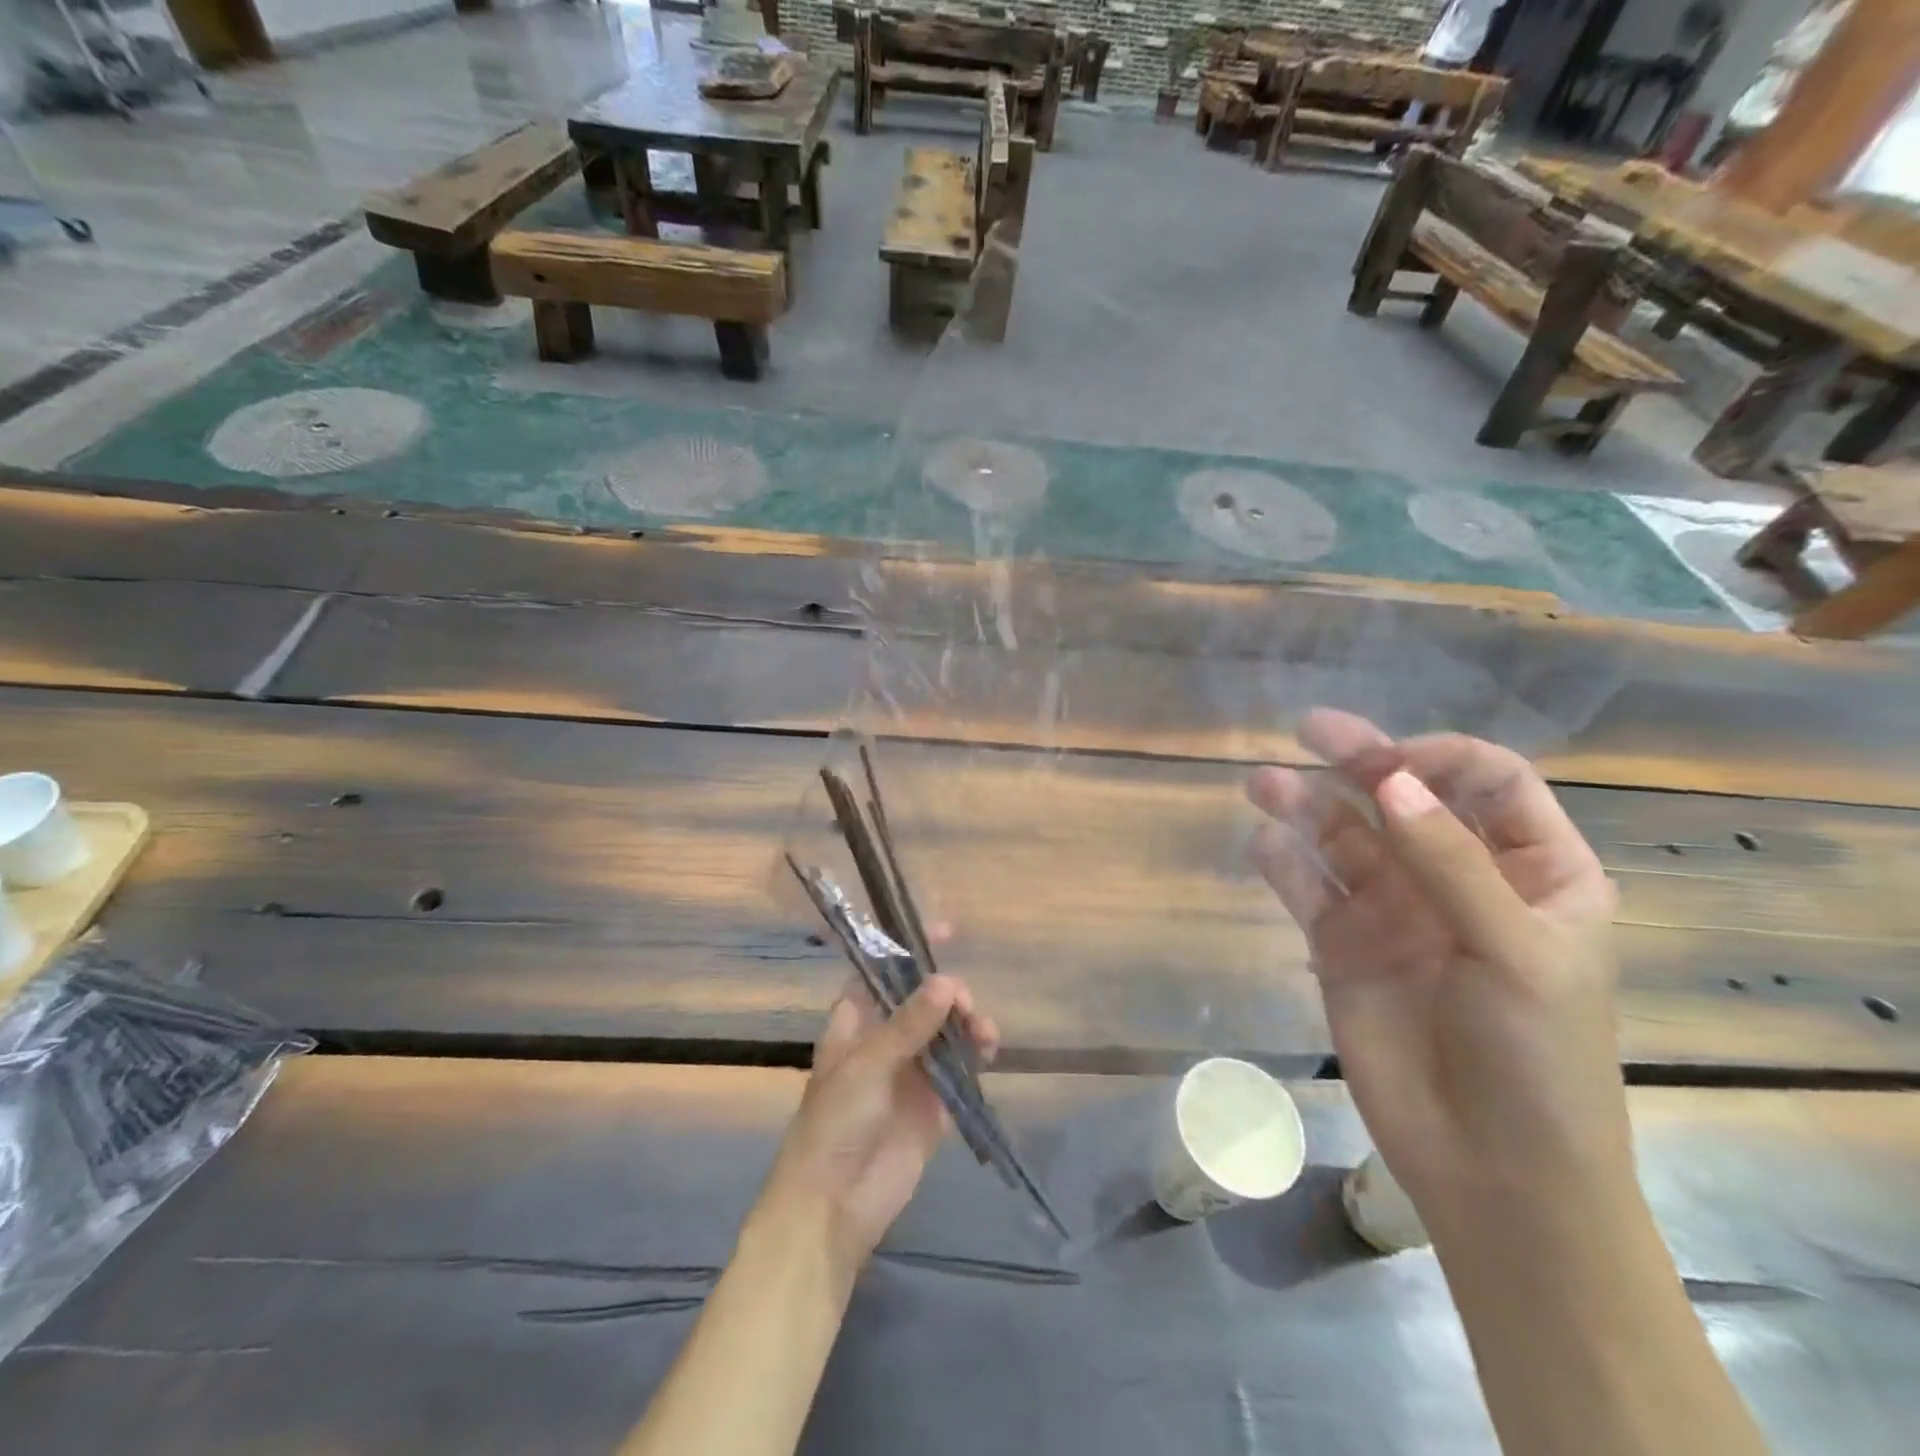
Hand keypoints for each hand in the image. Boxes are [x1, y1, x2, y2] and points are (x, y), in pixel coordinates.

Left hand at [753, 975, 998, 1281]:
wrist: (833, 1207)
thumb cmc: (835, 1123)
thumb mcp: (867, 1065)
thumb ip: (909, 1024)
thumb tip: (947, 980)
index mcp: (855, 1023)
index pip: (882, 973)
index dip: (907, 950)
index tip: (942, 931)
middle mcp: (885, 1040)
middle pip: (923, 999)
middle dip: (947, 991)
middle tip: (963, 1002)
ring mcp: (911, 1072)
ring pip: (946, 1030)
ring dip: (967, 1021)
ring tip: (983, 1029)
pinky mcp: (934, 1103)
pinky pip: (961, 1067)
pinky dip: (977, 1053)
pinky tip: (989, 1049)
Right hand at [1246, 709, 1626, 1230]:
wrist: (1491, 1171)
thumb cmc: (1537, 1058)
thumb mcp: (1516, 952)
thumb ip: (1450, 862)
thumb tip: (1387, 781)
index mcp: (1533, 872)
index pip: (1487, 782)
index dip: (1439, 759)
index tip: (1390, 763)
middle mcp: (1457, 878)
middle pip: (1404, 798)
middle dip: (1360, 760)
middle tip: (1308, 730)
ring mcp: (1394, 912)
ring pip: (1344, 838)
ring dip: (1306, 805)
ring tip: (1262, 784)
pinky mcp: (1342, 946)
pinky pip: (1309, 889)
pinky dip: (1286, 863)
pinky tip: (1265, 844)